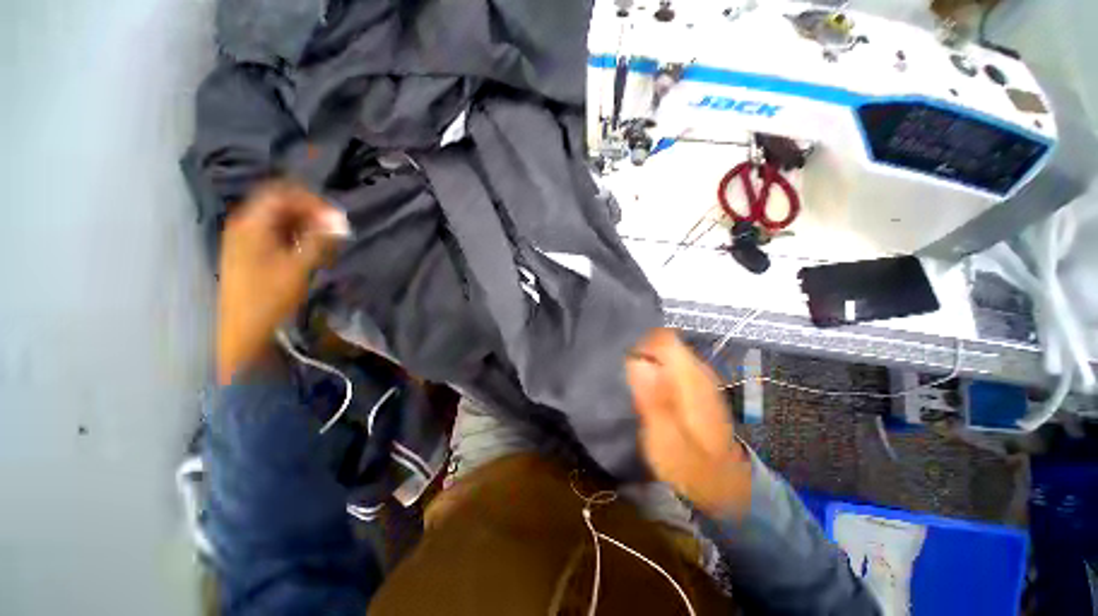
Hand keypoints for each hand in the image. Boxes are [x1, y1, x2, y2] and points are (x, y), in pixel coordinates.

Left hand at [217, 181, 349, 385]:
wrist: (244, 329)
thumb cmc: (270, 296)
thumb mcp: (299, 266)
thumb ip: (319, 239)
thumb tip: (339, 220)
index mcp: (251, 223)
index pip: (282, 193)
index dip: (311, 200)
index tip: (335, 217)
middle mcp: (245, 225)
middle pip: (280, 204)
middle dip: (310, 213)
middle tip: (335, 229)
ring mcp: (245, 239)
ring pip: (279, 220)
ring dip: (305, 226)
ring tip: (327, 241)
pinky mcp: (250, 253)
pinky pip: (276, 234)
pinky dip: (296, 237)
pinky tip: (311, 250)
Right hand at [626, 328, 751, 516]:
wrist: (722, 484)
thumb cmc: (691, 466)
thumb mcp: (666, 439)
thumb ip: (653, 399)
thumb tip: (636, 362)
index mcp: (691, 378)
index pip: (663, 338)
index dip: (639, 342)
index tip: (621, 359)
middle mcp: (698, 370)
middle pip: (663, 341)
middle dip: (640, 350)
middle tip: (622, 374)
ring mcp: (699, 377)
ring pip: (666, 352)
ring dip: (645, 360)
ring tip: (629, 381)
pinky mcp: (695, 386)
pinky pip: (669, 365)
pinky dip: (654, 369)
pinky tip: (645, 389)